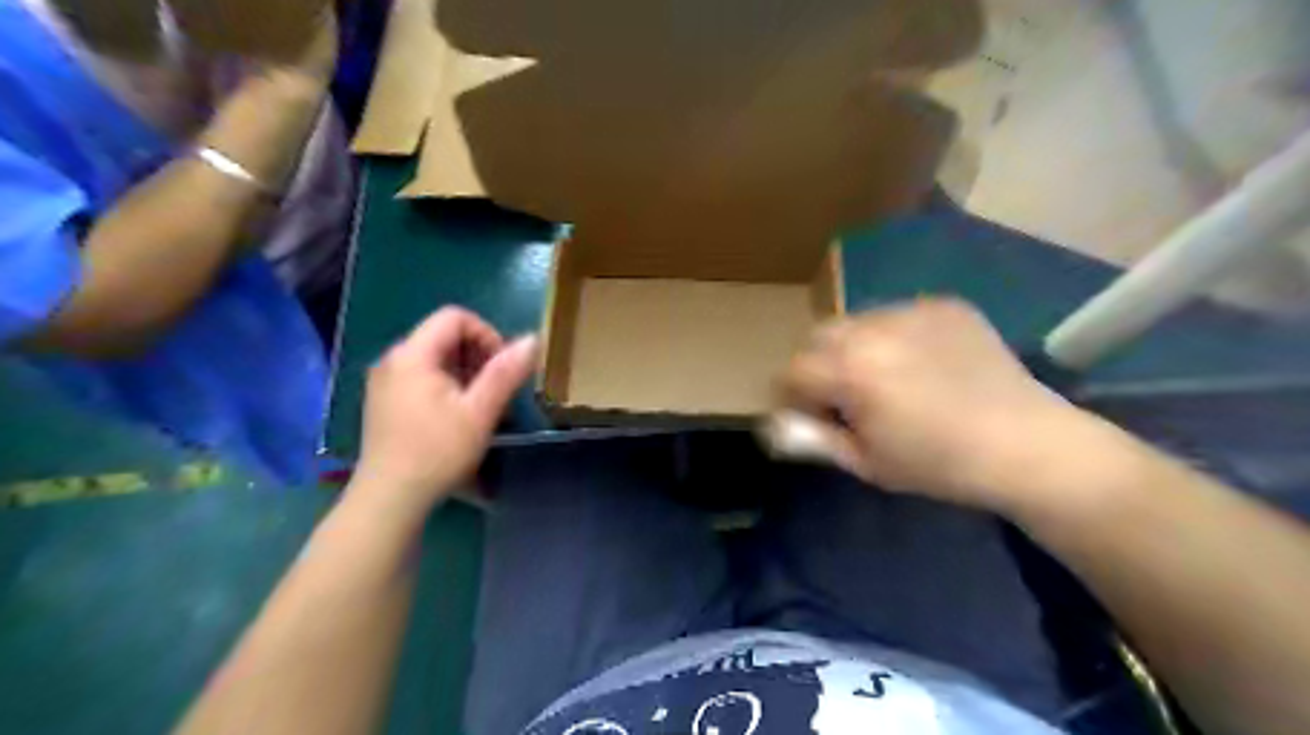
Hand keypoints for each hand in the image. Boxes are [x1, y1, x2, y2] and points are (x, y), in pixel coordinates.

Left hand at [348, 310, 538, 517]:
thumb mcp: (480, 412)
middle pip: (443, 335)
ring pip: (434, 356)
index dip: (486, 334)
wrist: (389, 498)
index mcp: (412, 354)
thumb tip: (532, 339)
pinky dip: (446, 384)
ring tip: (480, 405)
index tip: (502, 368)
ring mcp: (384, 380)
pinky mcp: (383, 400)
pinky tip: (455, 415)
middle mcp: (392, 359)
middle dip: (477, 355)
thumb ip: (505, 372)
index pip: (454, 317)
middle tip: (495, 390)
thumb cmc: (438, 452)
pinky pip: (421, 375)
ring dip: (464, 371)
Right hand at [775, 296, 1097, 508]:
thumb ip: (813, 438)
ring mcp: (912, 310)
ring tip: (888, 378)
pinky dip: (896, 337)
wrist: (1027, 444)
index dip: (793, 395)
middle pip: (819, 336)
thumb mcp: (866, 462)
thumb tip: (776, 425)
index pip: (792, 370)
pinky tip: (923, 365)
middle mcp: (873, 329)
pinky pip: (898, 315)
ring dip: (856, 347)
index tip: (812, 415)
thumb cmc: (938, 464)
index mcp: (851, 370)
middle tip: (847, 396)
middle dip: (821, 365)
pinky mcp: (944, 305)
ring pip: (857, 322)